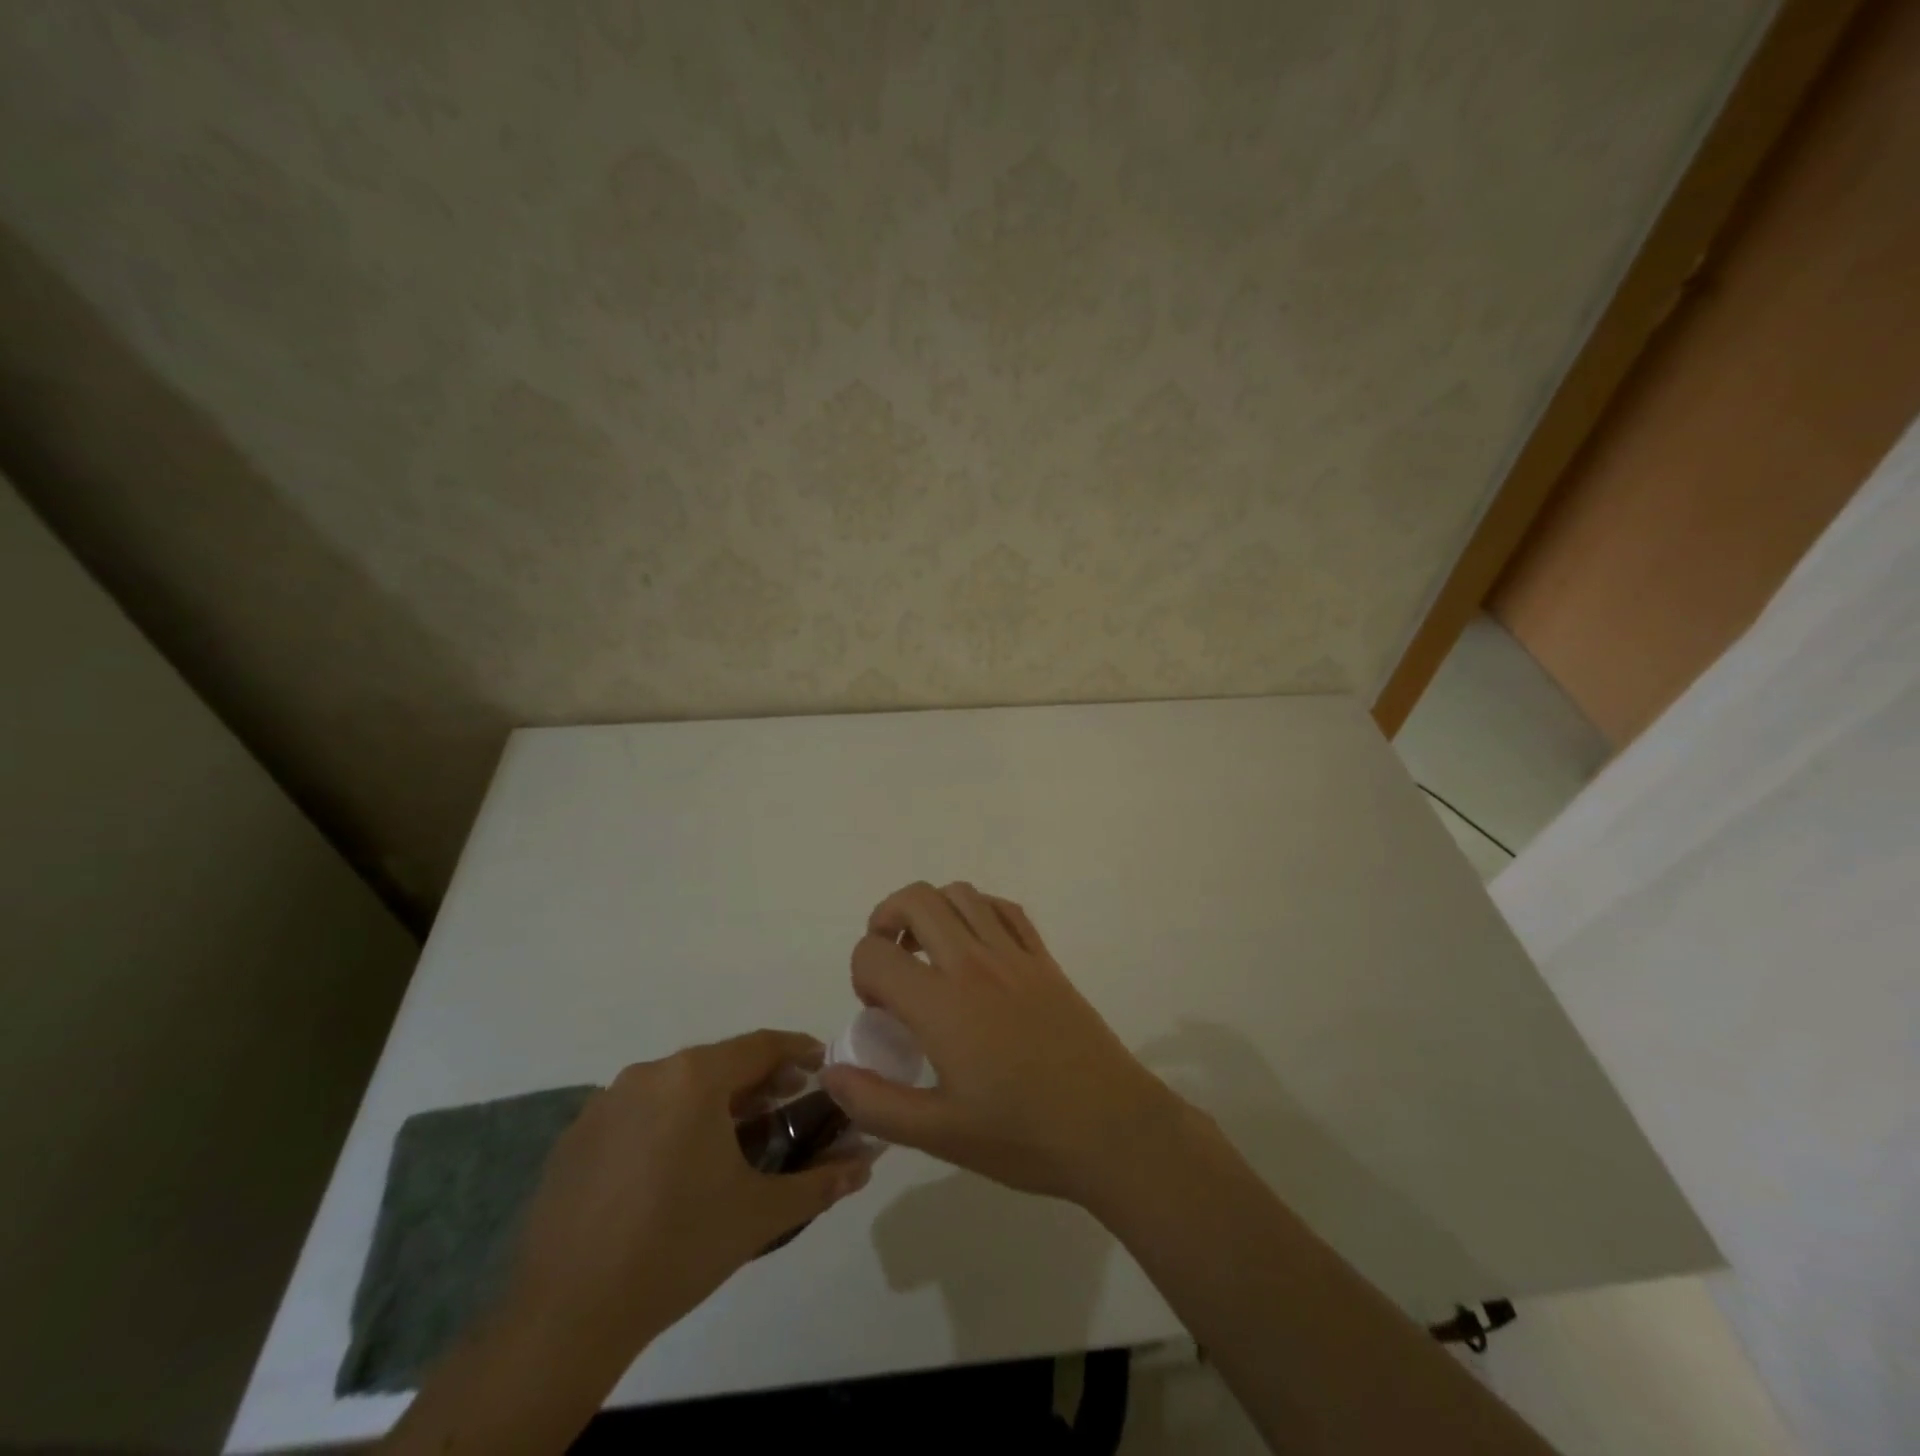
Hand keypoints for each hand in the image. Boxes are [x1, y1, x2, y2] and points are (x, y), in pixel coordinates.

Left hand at [506, 1030, 872, 1357]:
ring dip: (711, 1101)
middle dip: (757, 1080)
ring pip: (675, 1086)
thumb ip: (822, 1180)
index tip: (822, 1066)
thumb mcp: (761, 1214)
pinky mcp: (575, 1137)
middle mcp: (649, 1074)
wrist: (565, 1316)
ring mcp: (604, 1103)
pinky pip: (637, 1113)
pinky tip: (673, 1170)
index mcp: (695, 1078)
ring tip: (732, 1141)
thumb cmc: (678, 1248)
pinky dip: (667, 1124)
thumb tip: (867, 1162)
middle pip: (717, 1062)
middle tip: (785, 1107)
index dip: (798, 1051)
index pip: (761, 1045)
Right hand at [819, 882, 1186, 1205]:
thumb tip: (830, 1072)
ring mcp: (1015, 954)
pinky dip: (978, 910)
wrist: (1112, 1129)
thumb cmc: (1023, 1137)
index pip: (875, 954)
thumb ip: (876, 1103)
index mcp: (942, 1004)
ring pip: (960, 893)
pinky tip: (976, 947)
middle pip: (915, 900)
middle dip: (886, 919)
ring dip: (931, 909)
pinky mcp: (1045, 958)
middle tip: (889, 960)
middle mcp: (975, 963)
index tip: (876, 1009)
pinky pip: (1004, 908)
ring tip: (928, 951)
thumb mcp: (939, 1135)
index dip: (860, 973)